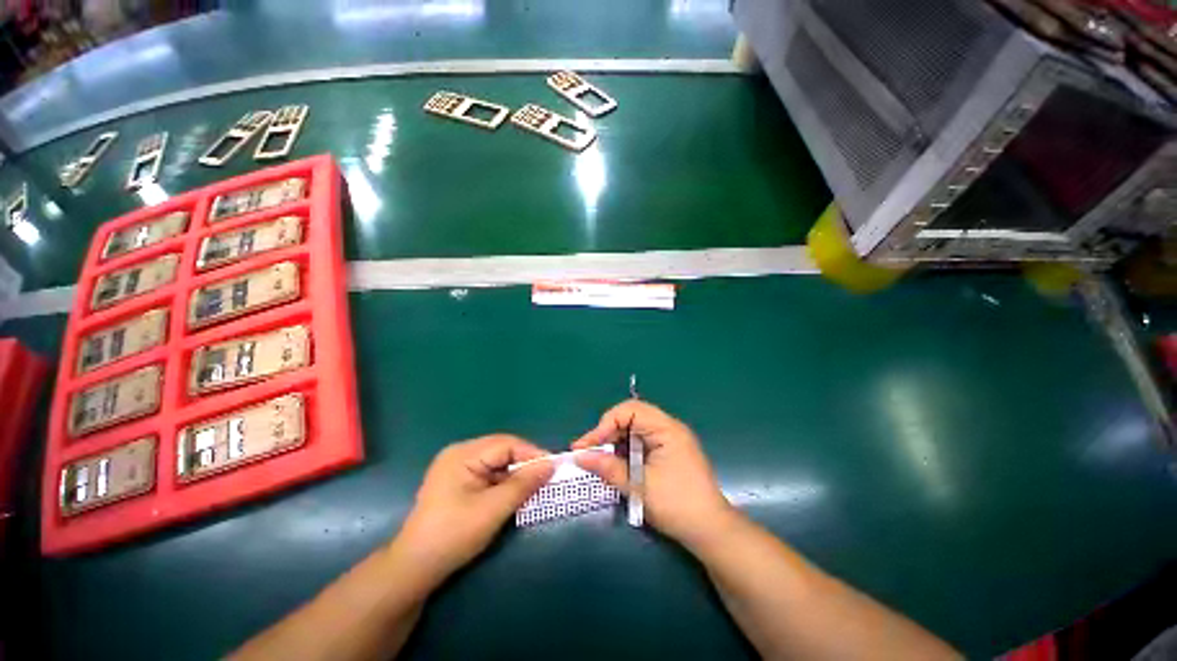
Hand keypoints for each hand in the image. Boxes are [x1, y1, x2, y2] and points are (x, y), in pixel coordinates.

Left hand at [394, 435, 553, 587]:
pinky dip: (504, 483)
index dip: (532, 454)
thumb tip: (550, 464)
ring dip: (515, 474)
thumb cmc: (452, 536)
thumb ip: (523, 484)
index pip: (507, 444)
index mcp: (463, 454)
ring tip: (534, 487)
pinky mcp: (458, 482)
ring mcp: (457, 467)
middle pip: (502, 450)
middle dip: (525, 464)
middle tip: (546, 478)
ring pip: (497, 463)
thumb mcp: (492, 510)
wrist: (414, 569)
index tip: (553, 468)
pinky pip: (489, 474)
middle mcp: (460, 454)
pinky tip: (514, 494)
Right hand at [573, 401, 735, 550]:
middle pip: (630, 417)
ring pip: (633, 430)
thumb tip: (580, 456)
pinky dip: (625, 450)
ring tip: (598, 459)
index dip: (606, 423)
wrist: (711, 531)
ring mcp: (668, 439)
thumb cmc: (677, 506)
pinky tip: (615, 463)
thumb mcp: (639, 486)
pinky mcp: (666, 452)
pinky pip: (640, 442)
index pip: (630, 410)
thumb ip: (608, 468)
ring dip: (614, 442)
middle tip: (587, 451)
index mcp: (666, 428)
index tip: (588, 445)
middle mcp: (668, 428)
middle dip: (607, 432)